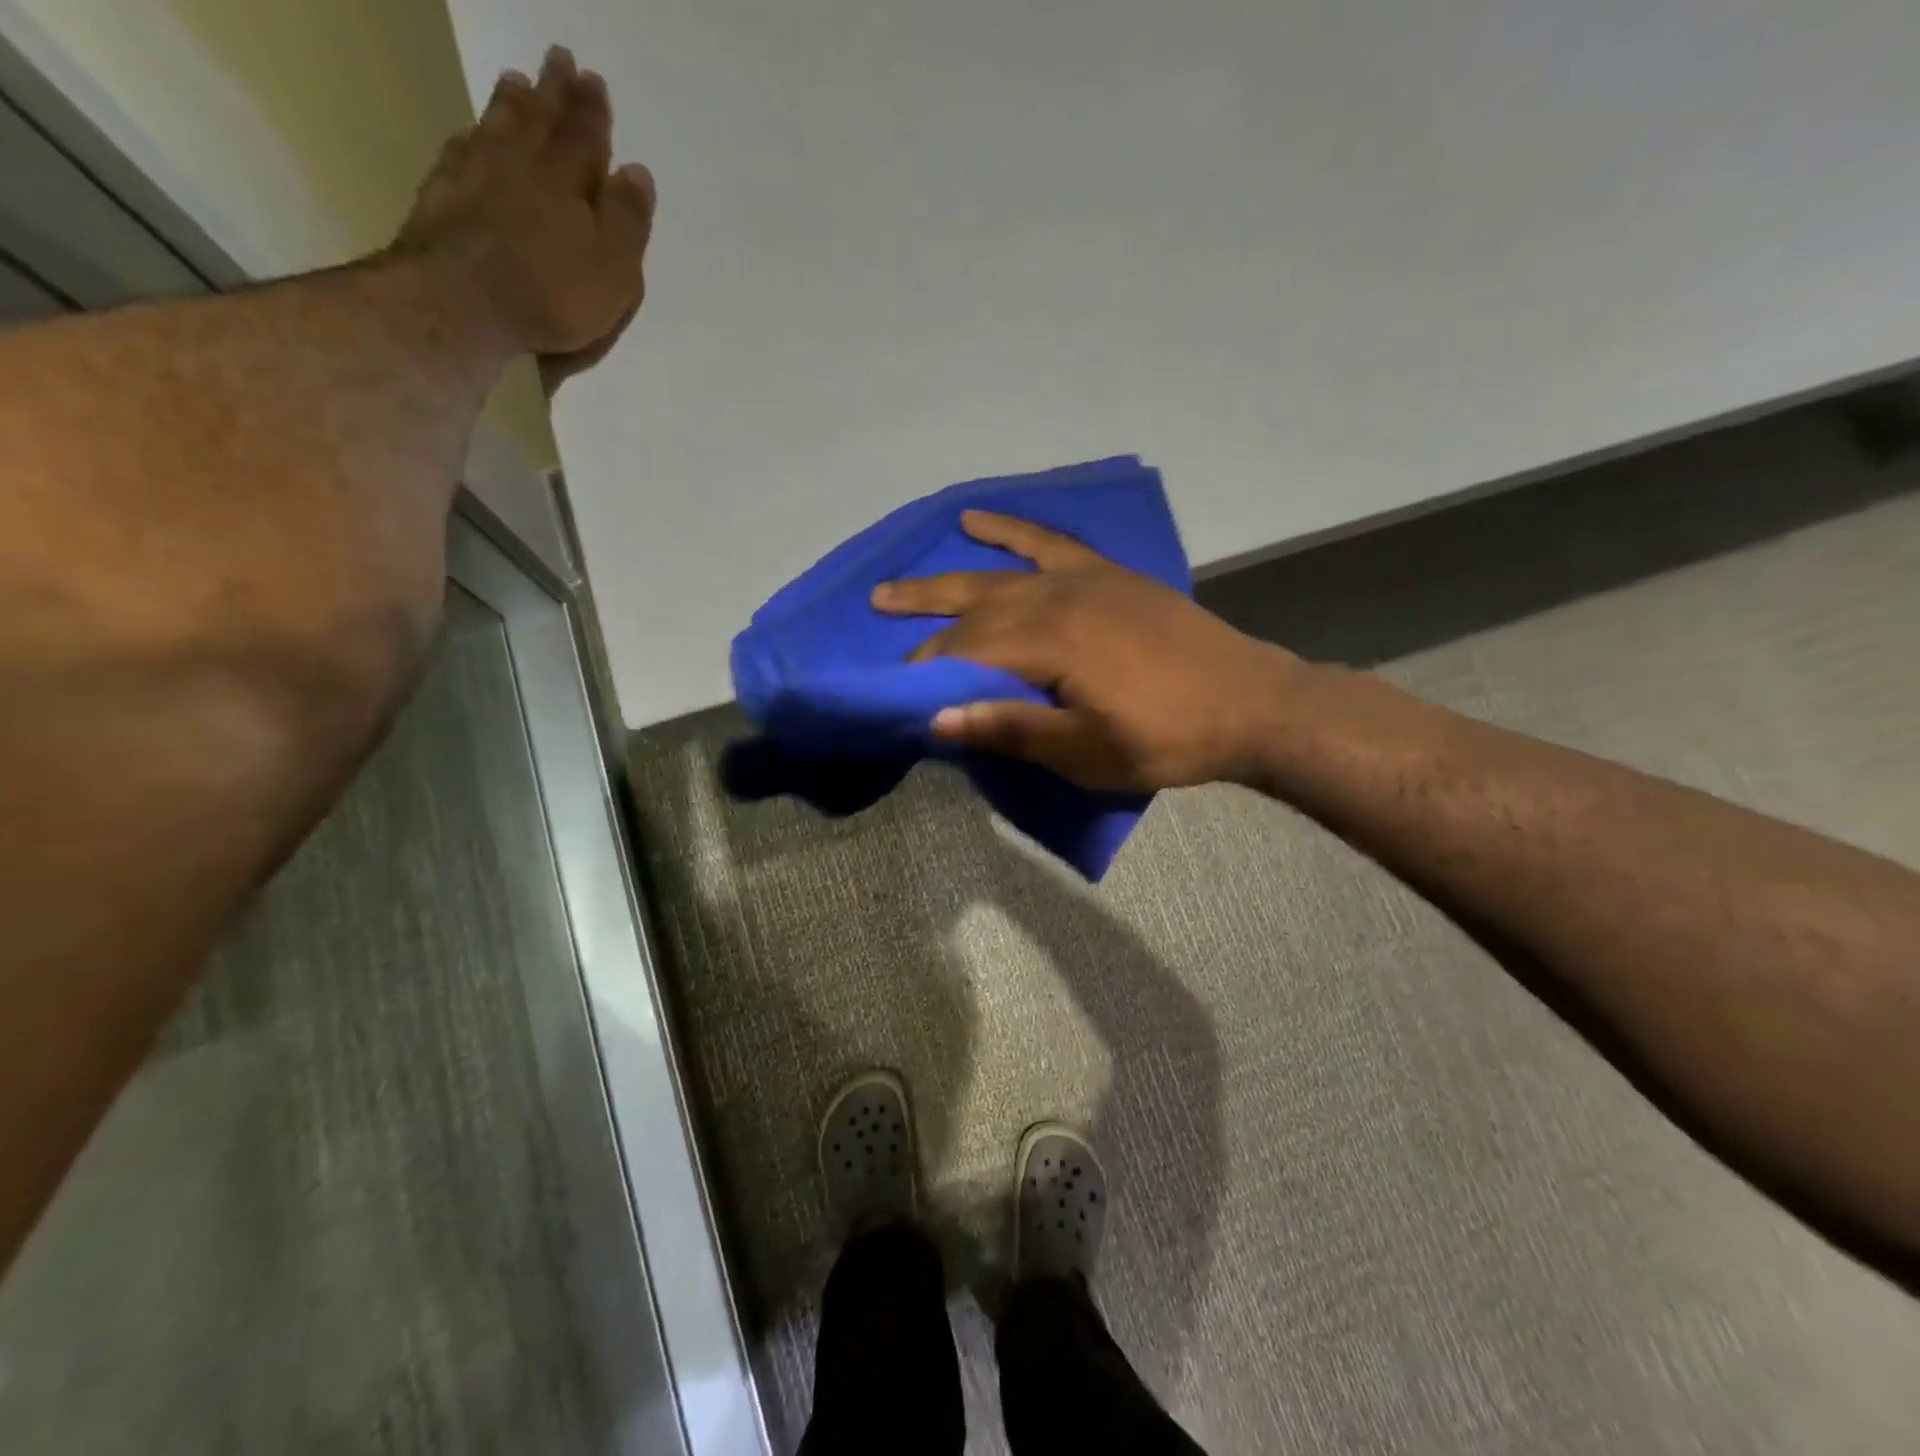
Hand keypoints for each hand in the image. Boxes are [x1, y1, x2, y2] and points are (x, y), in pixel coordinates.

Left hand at [395, 46, 653, 386]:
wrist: (459, 303)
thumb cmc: (552, 295)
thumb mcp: (613, 272)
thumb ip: (627, 223)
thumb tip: (637, 172)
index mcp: (567, 181)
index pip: (586, 136)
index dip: (592, 110)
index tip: (594, 80)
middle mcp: (521, 164)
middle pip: (540, 119)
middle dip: (553, 92)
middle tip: (559, 60)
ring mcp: (476, 174)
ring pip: (498, 126)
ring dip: (511, 104)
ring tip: (517, 82)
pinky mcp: (443, 195)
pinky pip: (462, 150)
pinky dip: (473, 136)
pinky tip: (473, 132)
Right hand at [873, 512, 1304, 791]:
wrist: (1250, 702)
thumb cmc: (1166, 738)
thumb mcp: (1086, 752)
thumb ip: (1011, 729)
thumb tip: (937, 719)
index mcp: (1050, 644)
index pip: (968, 652)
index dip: (929, 669)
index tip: (898, 687)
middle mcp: (1057, 599)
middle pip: (974, 610)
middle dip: (925, 622)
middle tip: (879, 622)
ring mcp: (1083, 579)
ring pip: (998, 576)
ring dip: (946, 580)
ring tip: (897, 586)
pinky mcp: (1106, 574)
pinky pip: (1048, 544)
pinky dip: (1010, 531)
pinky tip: (976, 520)